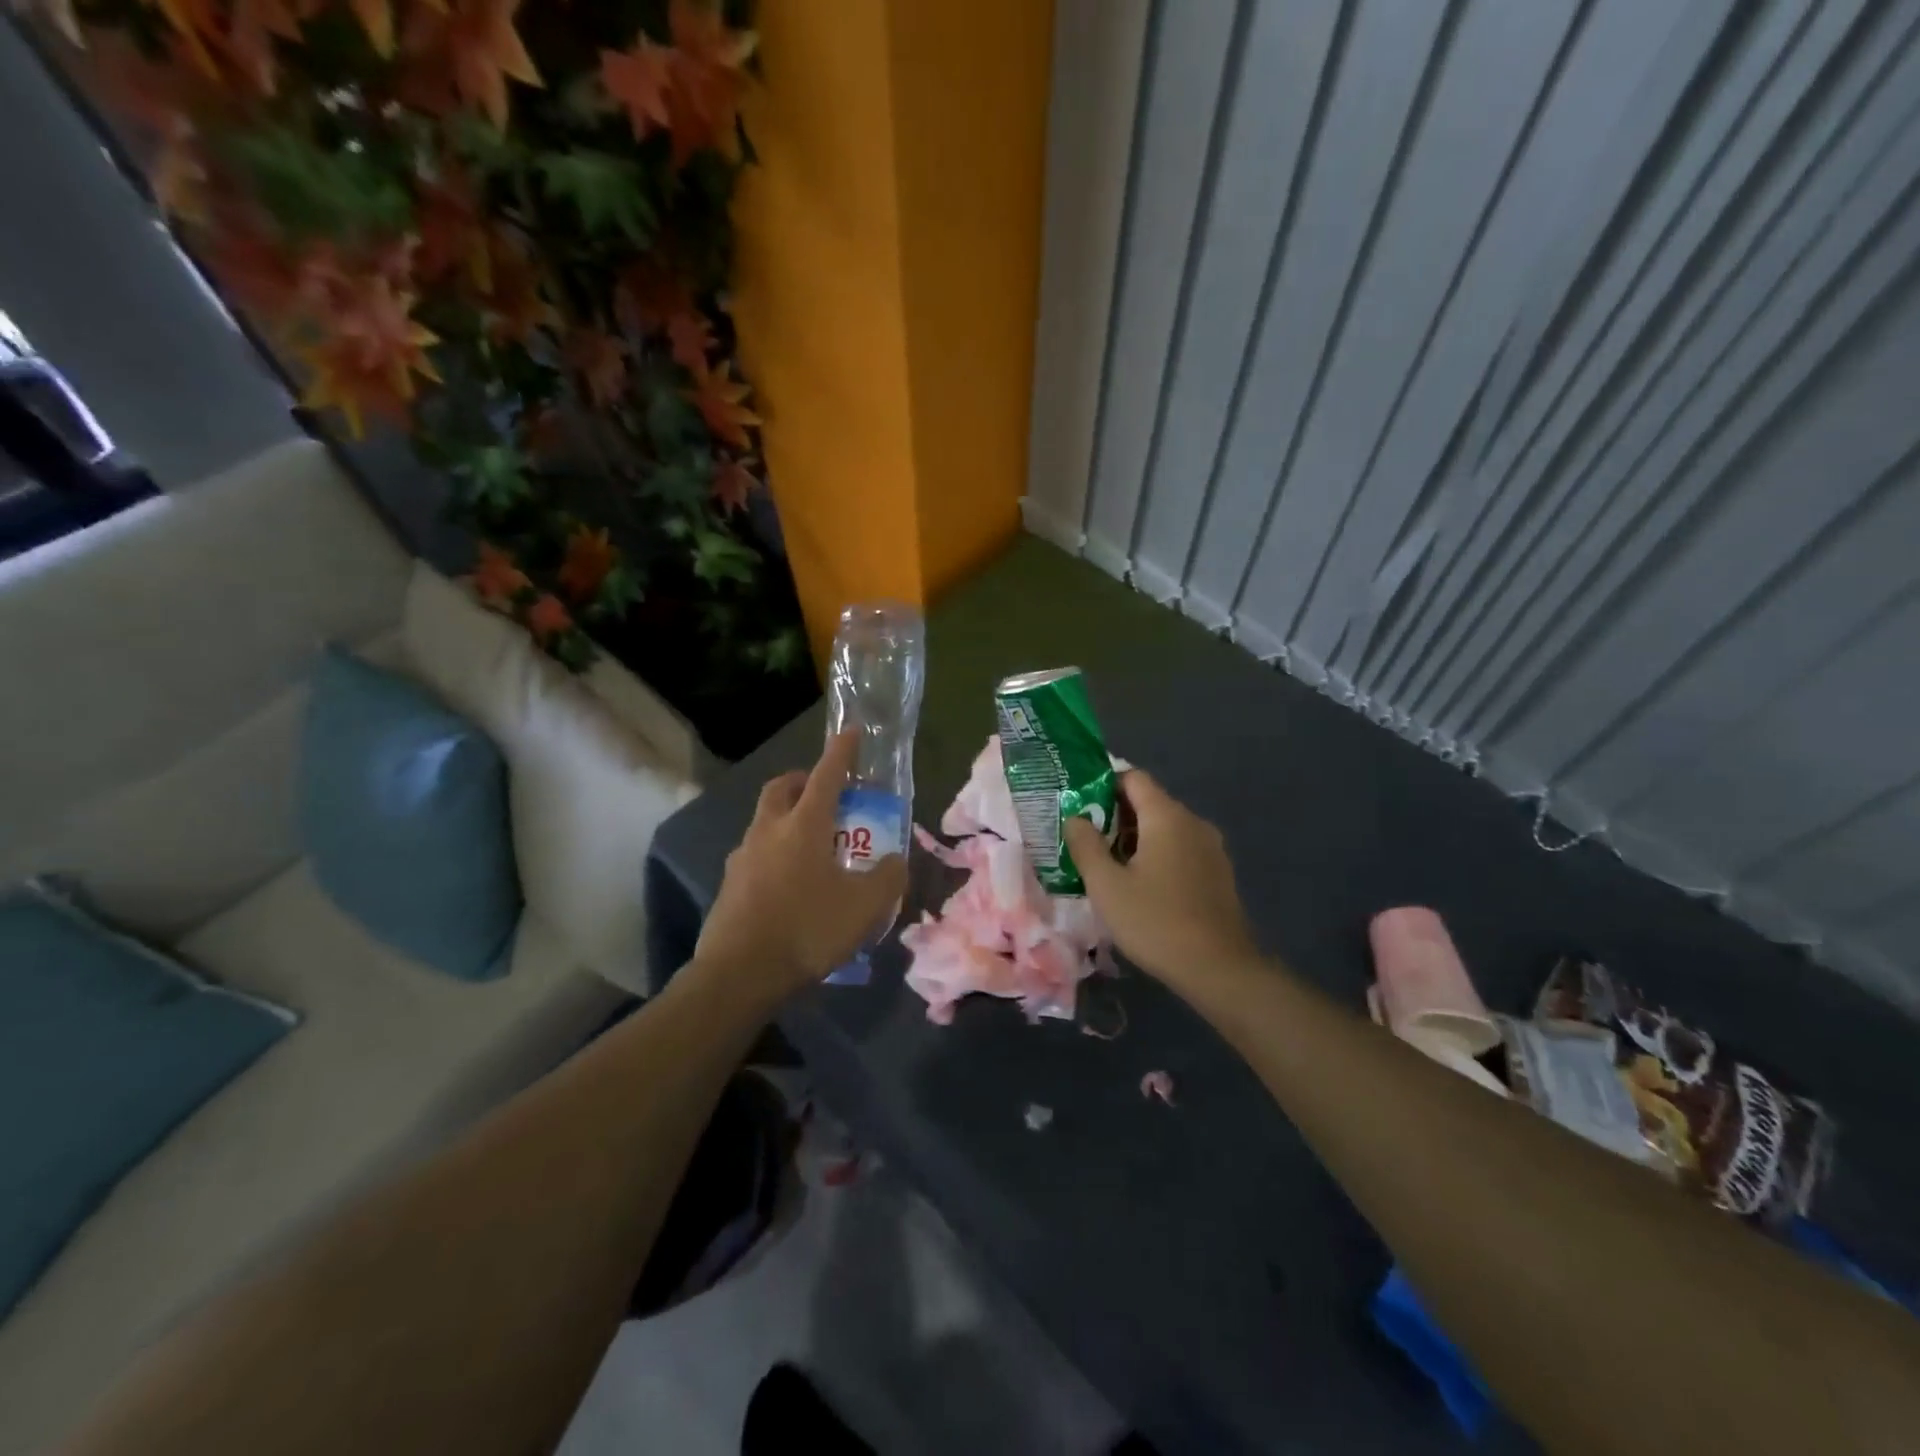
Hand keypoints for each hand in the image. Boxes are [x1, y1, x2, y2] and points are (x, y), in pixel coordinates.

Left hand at [693, 730, 907, 1001]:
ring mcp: (743, 857)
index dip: (841, 752)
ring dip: (786, 817)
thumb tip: (896, 861)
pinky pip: (755, 853)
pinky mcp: (729, 884)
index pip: (827, 775)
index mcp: (804, 825)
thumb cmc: (808, 929)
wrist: (739, 974)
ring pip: (764, 820)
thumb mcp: (865, 907)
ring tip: (811, 844)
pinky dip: (774, 852)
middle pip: (782, 788)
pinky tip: (789, 883)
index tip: (851, 733)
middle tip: (825, 793)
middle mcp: (769, 830)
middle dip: (803, 780)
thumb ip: (888, 878)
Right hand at [1065, 769, 1259, 987]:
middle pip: (1149, 802)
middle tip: (1084, 838)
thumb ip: (1085, 845)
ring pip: (1165, 828)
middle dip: (1114, 815)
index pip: (1133, 778)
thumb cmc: (1155, 921)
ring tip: (1106, 864)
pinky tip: (1139, 885)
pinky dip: (1156, 855)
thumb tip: (1075, 817)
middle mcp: (1193, 822)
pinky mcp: (1217, 873)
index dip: (1103, 784)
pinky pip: (1180, 849)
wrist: (1219, 969)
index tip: (1078, 804)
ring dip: (1134, 839)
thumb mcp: (1106, 885)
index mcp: (1167, 816)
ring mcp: (1210, 848)